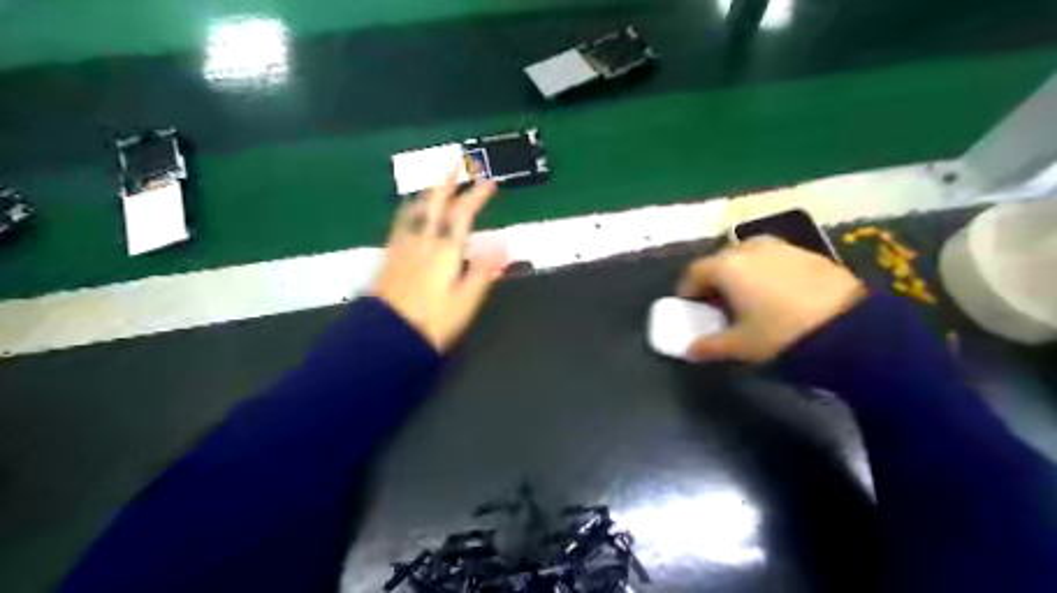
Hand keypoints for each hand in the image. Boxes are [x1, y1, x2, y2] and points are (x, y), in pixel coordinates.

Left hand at [371, 175, 506, 351]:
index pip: (461, 215)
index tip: (488, 182)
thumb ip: (483, 271)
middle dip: (446, 181)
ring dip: (426, 192)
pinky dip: (410, 210)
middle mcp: (422, 242)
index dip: (475, 196)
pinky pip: (400, 224)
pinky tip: (410, 213)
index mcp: (444, 252)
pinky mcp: (389, 257)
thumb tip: (502, 244)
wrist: (388, 338)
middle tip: (456, 163)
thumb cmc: (433, 322)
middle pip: (433, 204)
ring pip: (413, 210)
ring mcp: (402, 248)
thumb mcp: (465, 301)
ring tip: (433, 183)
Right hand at [676, 235, 866, 361]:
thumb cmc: (781, 333)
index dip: (687, 291)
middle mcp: (749, 248)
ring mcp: (781, 247)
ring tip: (749, 298)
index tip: (690, 308)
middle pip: (720, 261)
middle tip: (718, 304)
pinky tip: (777, 294)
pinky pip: (774, 259)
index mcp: (727, 266)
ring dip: (741, 274)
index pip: (693, 273)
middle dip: (714, 280)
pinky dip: (766, 272)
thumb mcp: (740, 345)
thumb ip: (709, 346)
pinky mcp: (807, 252)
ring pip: (748, 256)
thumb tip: (689, 349)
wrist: (850, 327)